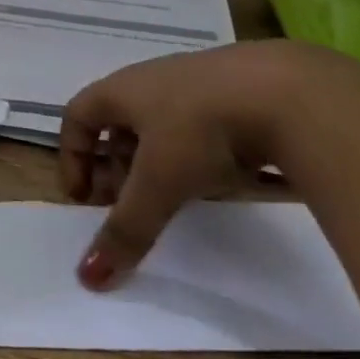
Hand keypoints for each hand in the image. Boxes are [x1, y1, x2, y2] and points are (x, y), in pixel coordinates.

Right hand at [59, 41, 359, 288]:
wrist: (288, 92)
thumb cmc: (201, 129)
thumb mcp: (159, 184)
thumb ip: (126, 229)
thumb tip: (86, 277)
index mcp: (121, 89)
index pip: (77, 115)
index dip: (71, 156)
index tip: (82, 198)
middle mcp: (152, 80)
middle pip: (117, 124)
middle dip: (115, 168)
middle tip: (126, 208)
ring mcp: (196, 83)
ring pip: (159, 126)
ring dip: (154, 164)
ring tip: (171, 199)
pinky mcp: (236, 94)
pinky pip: (198, 126)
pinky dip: (193, 156)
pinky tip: (216, 179)